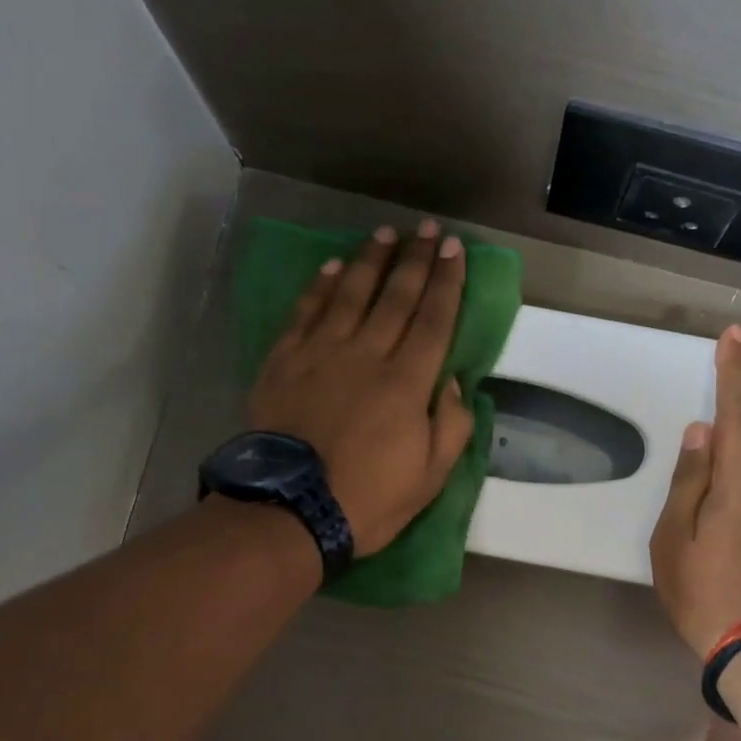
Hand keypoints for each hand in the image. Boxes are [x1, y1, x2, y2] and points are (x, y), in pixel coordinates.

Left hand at [248, 221, 475, 555]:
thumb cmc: (368, 499)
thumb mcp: (430, 477)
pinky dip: (321, 286)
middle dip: (416, 260)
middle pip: (396, 296)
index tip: (455, 250)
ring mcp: (322, 353)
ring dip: (371, 259)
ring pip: (351, 293)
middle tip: (429, 229)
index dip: (447, 282)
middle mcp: (367, 355)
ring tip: (386, 232)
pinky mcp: (285, 361)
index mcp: (407, 383)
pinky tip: (333, 266)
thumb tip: (453, 382)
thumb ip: (450, 425)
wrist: (290, 510)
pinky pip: (306, 312)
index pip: (434, 320)